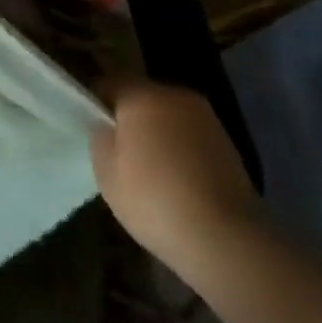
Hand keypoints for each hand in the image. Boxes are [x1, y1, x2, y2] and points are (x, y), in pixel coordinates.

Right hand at [90, 82, 259, 272]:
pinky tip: (178, 181)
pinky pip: (192, 138)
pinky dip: (182, 151)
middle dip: (131, 117)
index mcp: (142, 95)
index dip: (97, 102)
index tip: (91, 125)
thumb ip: (101, 138)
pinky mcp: (230, 147)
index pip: (109, 82)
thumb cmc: (154, 199)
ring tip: (150, 169)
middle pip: (143, 97)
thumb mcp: (106, 172)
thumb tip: (108, 127)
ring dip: (159, 134)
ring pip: (170, 118)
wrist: (226, 239)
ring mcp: (208, 120)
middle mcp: (176, 96)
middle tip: (119, 149)